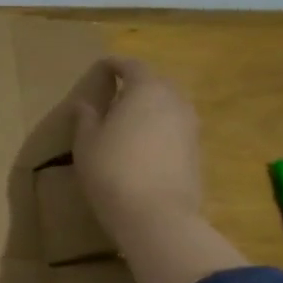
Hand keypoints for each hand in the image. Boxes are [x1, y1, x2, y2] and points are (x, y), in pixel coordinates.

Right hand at [69, 58, 205, 246]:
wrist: (157, 217)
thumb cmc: (113, 171)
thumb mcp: (87, 143)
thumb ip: (86, 118)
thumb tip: (85, 104)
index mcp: (146, 89)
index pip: (131, 65)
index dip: (114, 65)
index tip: (101, 68)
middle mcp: (175, 101)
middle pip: (156, 83)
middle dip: (136, 85)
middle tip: (115, 95)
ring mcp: (191, 127)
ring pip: (169, 106)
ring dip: (151, 108)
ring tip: (129, 121)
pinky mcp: (197, 152)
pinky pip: (176, 129)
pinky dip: (160, 129)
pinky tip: (145, 145)